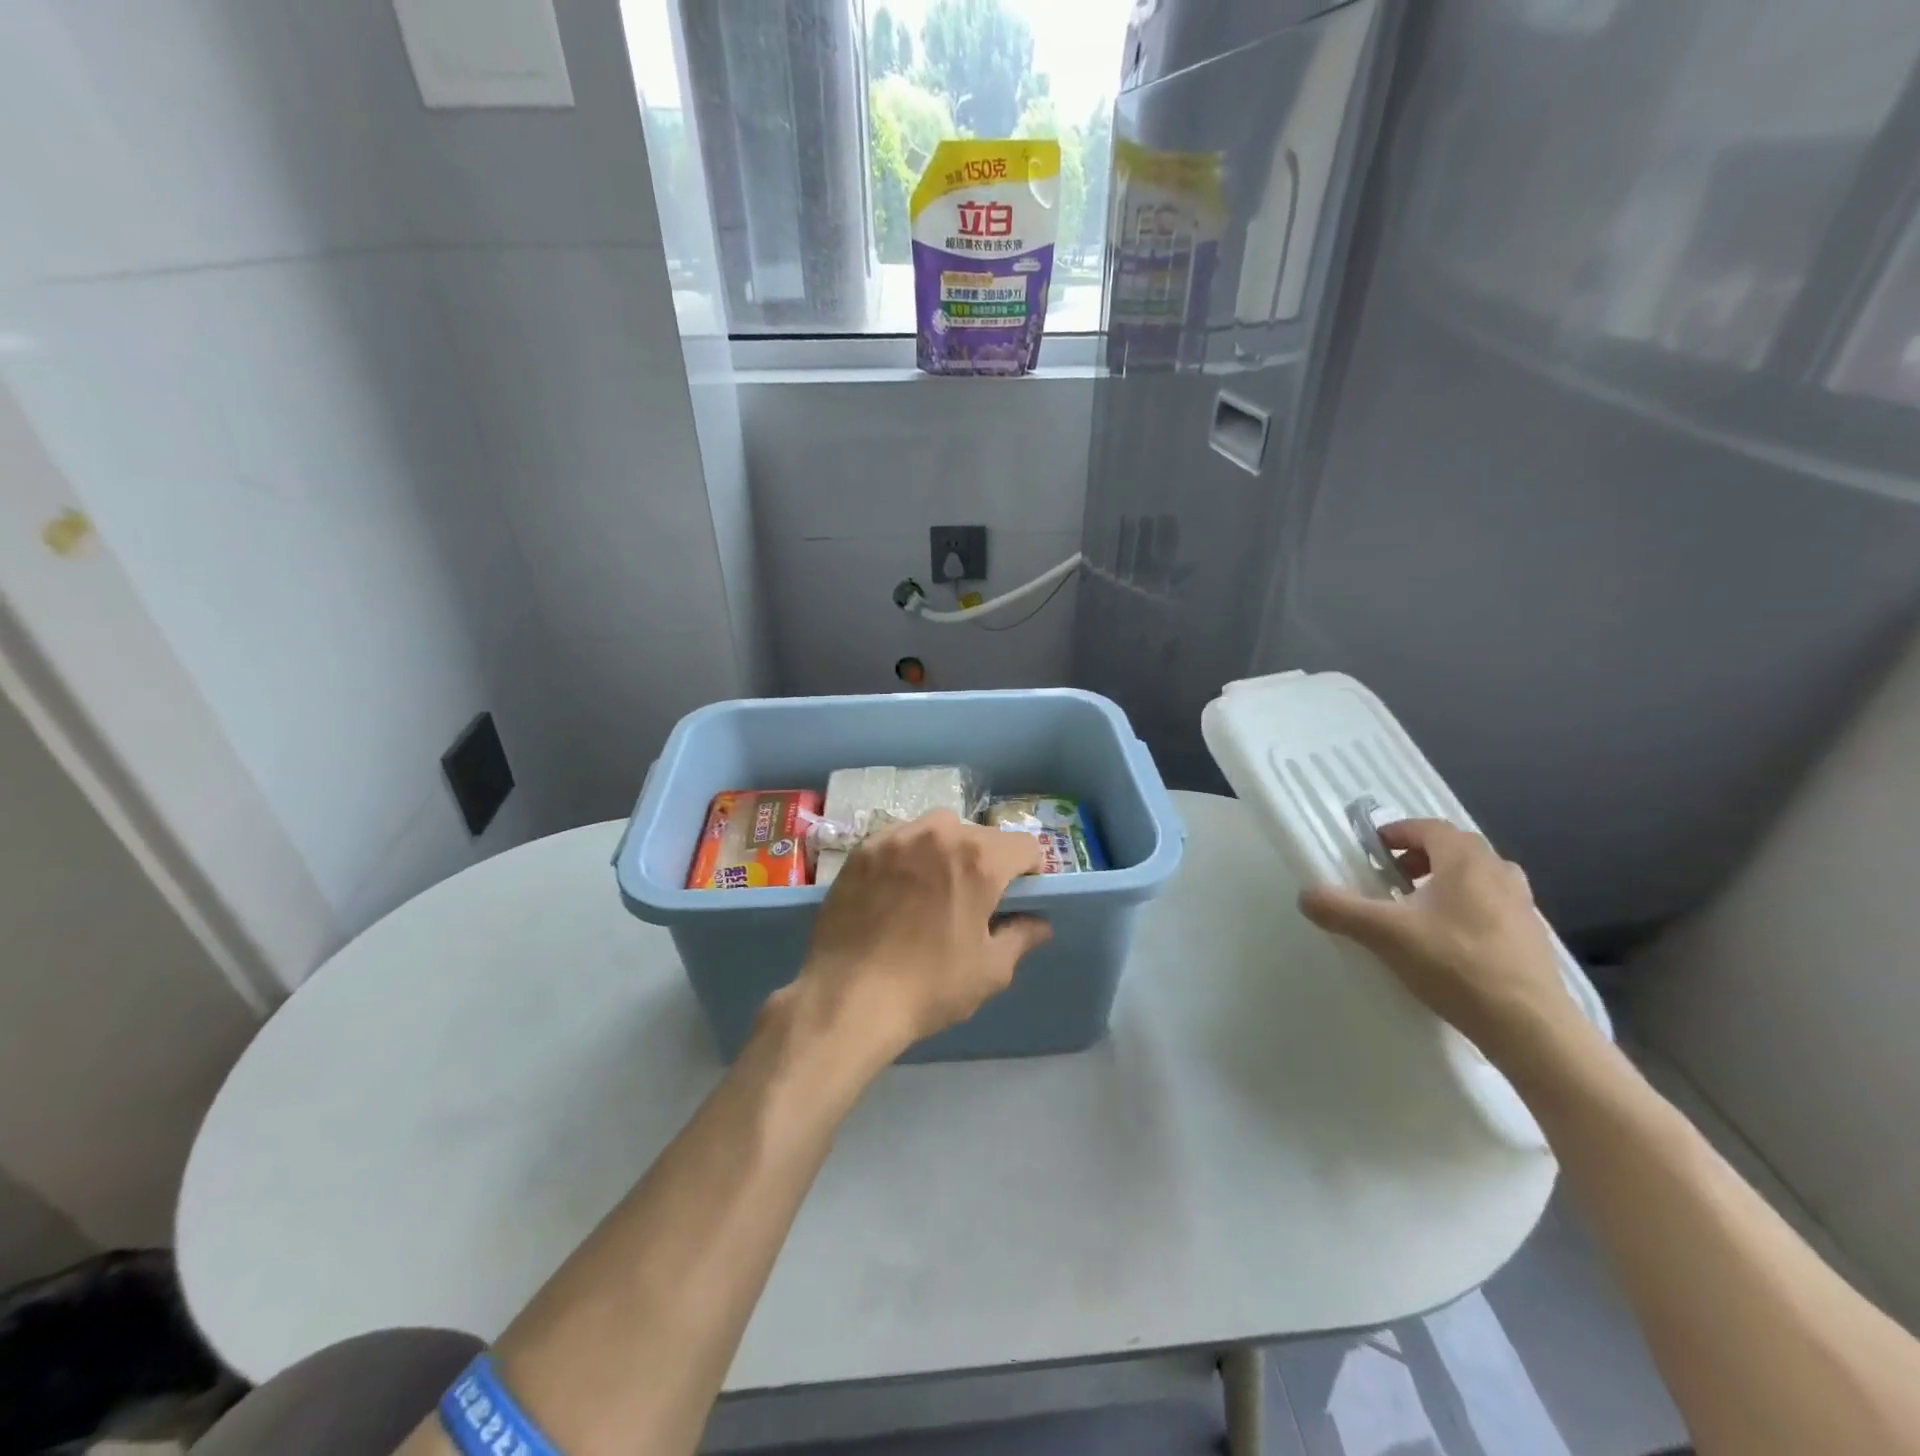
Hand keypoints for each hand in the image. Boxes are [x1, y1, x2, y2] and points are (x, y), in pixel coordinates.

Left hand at [792, 810, 1051, 1055]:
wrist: (847, 996)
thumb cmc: (929, 986)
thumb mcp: (990, 970)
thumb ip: (1021, 937)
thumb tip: (1039, 922)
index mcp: (979, 859)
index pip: (1024, 846)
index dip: (1030, 871)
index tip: (1019, 896)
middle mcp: (939, 833)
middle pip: (979, 835)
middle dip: (986, 861)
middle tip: (974, 898)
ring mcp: (895, 837)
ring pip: (937, 830)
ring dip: (946, 850)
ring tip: (934, 888)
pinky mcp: (862, 850)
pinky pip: (899, 840)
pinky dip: (908, 856)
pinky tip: (897, 889)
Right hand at [1298, 818, 1584, 1066]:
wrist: (1530, 1027)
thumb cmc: (1455, 966)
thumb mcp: (1385, 934)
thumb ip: (1341, 909)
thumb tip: (1305, 895)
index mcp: (1466, 861)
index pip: (1429, 828)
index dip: (1397, 832)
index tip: (1372, 849)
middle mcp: (1498, 872)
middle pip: (1456, 848)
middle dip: (1420, 855)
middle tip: (1392, 877)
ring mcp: (1522, 905)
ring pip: (1478, 876)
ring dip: (1446, 880)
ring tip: (1419, 907)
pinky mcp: (1532, 937)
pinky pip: (1493, 904)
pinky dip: (1467, 906)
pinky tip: (1449, 939)